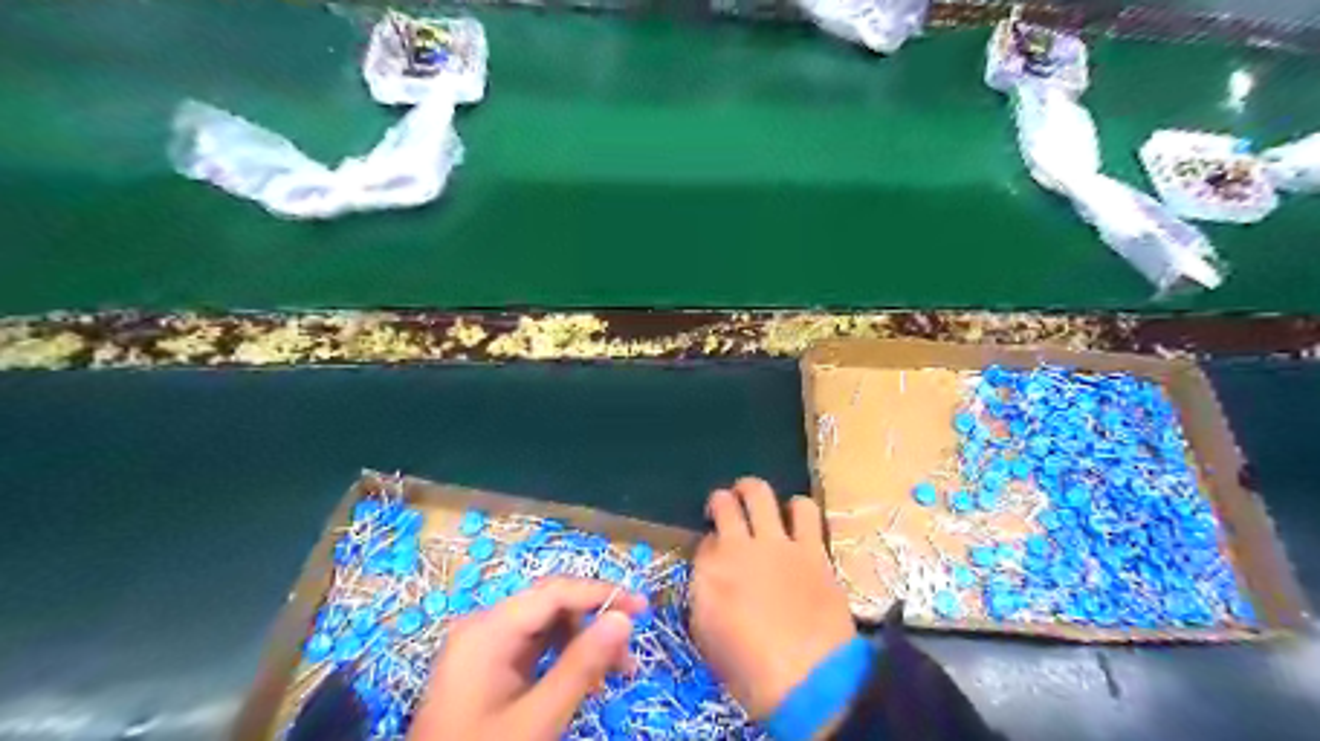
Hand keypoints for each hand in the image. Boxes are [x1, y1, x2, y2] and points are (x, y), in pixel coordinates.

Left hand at [409, 578, 644, 740]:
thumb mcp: (537, 718)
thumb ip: (581, 665)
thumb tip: (623, 619)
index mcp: (488, 629)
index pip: (555, 592)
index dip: (601, 594)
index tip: (642, 609)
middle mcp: (484, 626)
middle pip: (551, 605)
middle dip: (593, 622)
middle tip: (629, 653)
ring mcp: (484, 647)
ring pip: (546, 626)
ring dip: (582, 642)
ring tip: (614, 673)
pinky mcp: (487, 667)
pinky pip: (534, 647)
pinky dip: (563, 658)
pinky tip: (585, 680)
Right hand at [687, 476, 863, 719]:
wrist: (808, 680)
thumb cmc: (750, 673)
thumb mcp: (708, 639)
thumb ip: (705, 599)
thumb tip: (711, 579)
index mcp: (707, 573)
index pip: (703, 542)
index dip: (709, 545)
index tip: (716, 555)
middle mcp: (737, 546)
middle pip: (724, 503)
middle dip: (722, 500)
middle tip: (727, 507)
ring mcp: (776, 542)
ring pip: (760, 493)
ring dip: (755, 493)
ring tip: (759, 502)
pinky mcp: (811, 547)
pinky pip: (805, 509)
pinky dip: (798, 507)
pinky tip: (797, 516)